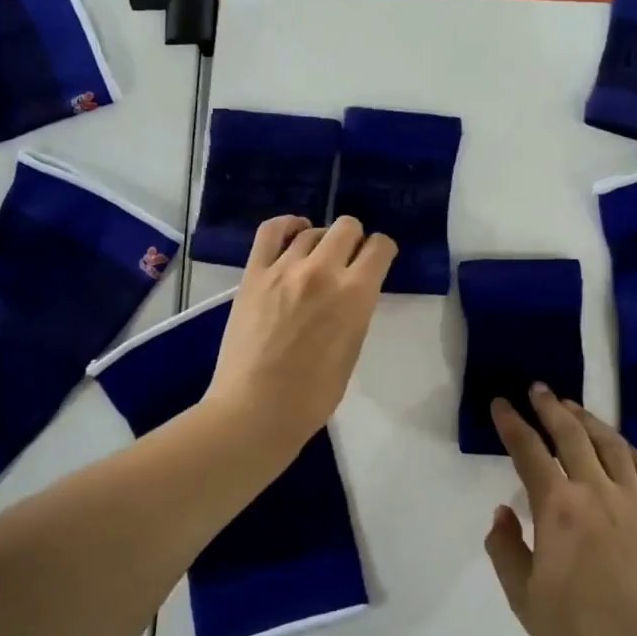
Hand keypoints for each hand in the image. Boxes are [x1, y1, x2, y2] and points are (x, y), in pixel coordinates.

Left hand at [205, 215, 396, 449]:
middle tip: (349, 260)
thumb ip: (356, 310)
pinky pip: (271, 231)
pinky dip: (287, 225)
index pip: (380, 248)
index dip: (382, 251)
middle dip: (355, 239)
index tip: (378, 261)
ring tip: (319, 257)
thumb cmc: (313, 395)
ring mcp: (283, 269)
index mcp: (355, 294)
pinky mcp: (253, 274)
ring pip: (313, 230)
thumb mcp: (353, 349)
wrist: (255, 410)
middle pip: (347, 227)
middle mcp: (323, 271)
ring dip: (323, 240)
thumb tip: (353, 290)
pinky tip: (294, 232)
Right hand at [486, 387, 636, 635]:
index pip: (529, 452)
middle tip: (538, 389)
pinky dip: (628, 449)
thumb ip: (506, 549)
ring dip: (588, 420)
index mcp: (558, 508)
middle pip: (571, 435)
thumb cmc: (577, 631)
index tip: (501, 404)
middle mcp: (596, 492)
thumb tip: (503, 513)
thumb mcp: (523, 596)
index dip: (512, 424)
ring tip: (574, 407)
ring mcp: (634, 502)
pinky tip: (620, 445)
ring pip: (610, 444)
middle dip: (550, 407)